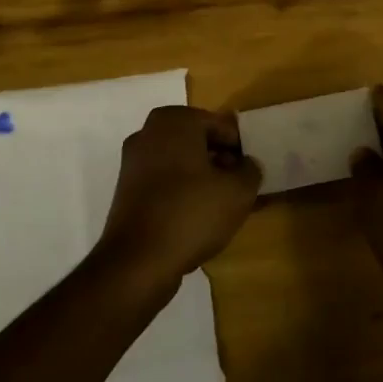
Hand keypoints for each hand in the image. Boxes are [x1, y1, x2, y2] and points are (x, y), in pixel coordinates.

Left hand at [95, 106, 261, 289]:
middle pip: (199, 143)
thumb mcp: (238, 191)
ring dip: (206, 179)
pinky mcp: (127, 190)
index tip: (255, 171)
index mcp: (174, 120)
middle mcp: (148, 133)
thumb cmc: (191, 213)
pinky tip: (203, 217)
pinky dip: (185, 193)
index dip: (242, 148)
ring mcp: (134, 162)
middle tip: (244, 187)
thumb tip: (247, 165)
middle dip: (223, 162)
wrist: (138, 261)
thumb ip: (251, 170)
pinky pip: (166, 183)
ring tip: (228, 205)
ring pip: (182, 164)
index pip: (221, 126)